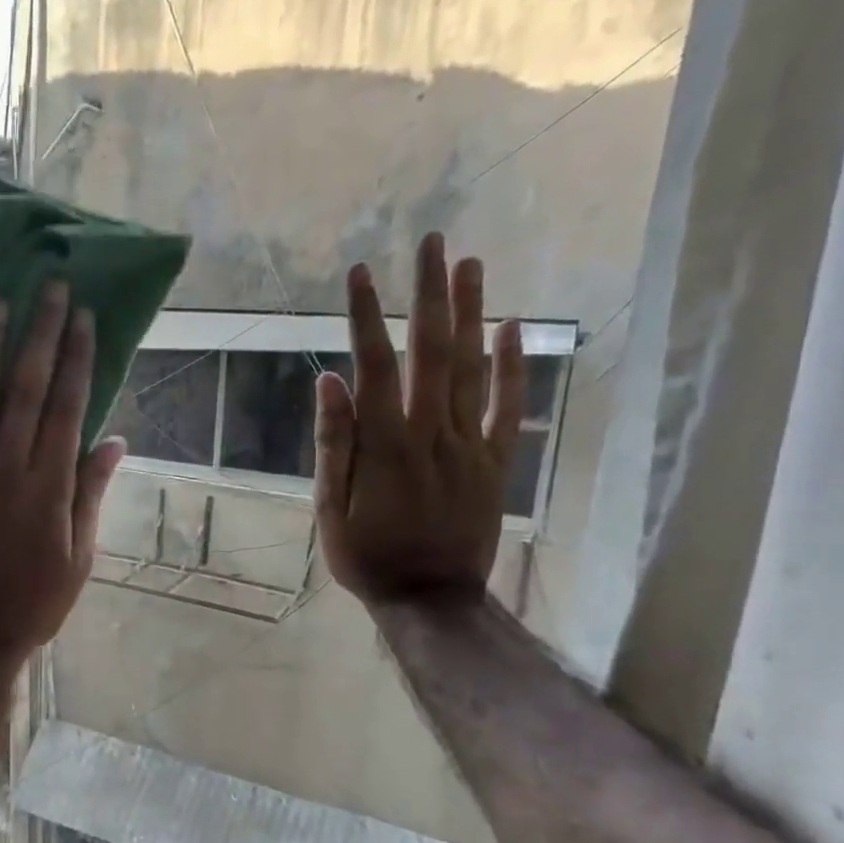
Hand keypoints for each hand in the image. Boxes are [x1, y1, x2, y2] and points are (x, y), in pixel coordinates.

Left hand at [0, 279, 125, 669]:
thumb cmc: (32, 603)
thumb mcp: (79, 556)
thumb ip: (92, 494)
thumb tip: (114, 441)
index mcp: (50, 484)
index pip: (68, 405)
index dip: (77, 357)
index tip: (83, 316)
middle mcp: (7, 467)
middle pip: (27, 388)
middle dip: (39, 333)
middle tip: (47, 287)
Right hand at [314, 231, 523, 606]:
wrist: (432, 600)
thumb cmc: (368, 556)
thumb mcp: (331, 508)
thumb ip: (335, 444)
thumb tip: (330, 382)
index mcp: (386, 444)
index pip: (375, 365)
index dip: (366, 316)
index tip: (361, 272)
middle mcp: (432, 433)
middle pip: (432, 351)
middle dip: (429, 293)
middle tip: (431, 242)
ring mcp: (470, 445)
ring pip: (473, 368)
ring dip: (471, 312)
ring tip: (469, 263)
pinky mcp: (495, 461)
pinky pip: (509, 407)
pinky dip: (513, 365)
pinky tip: (512, 327)